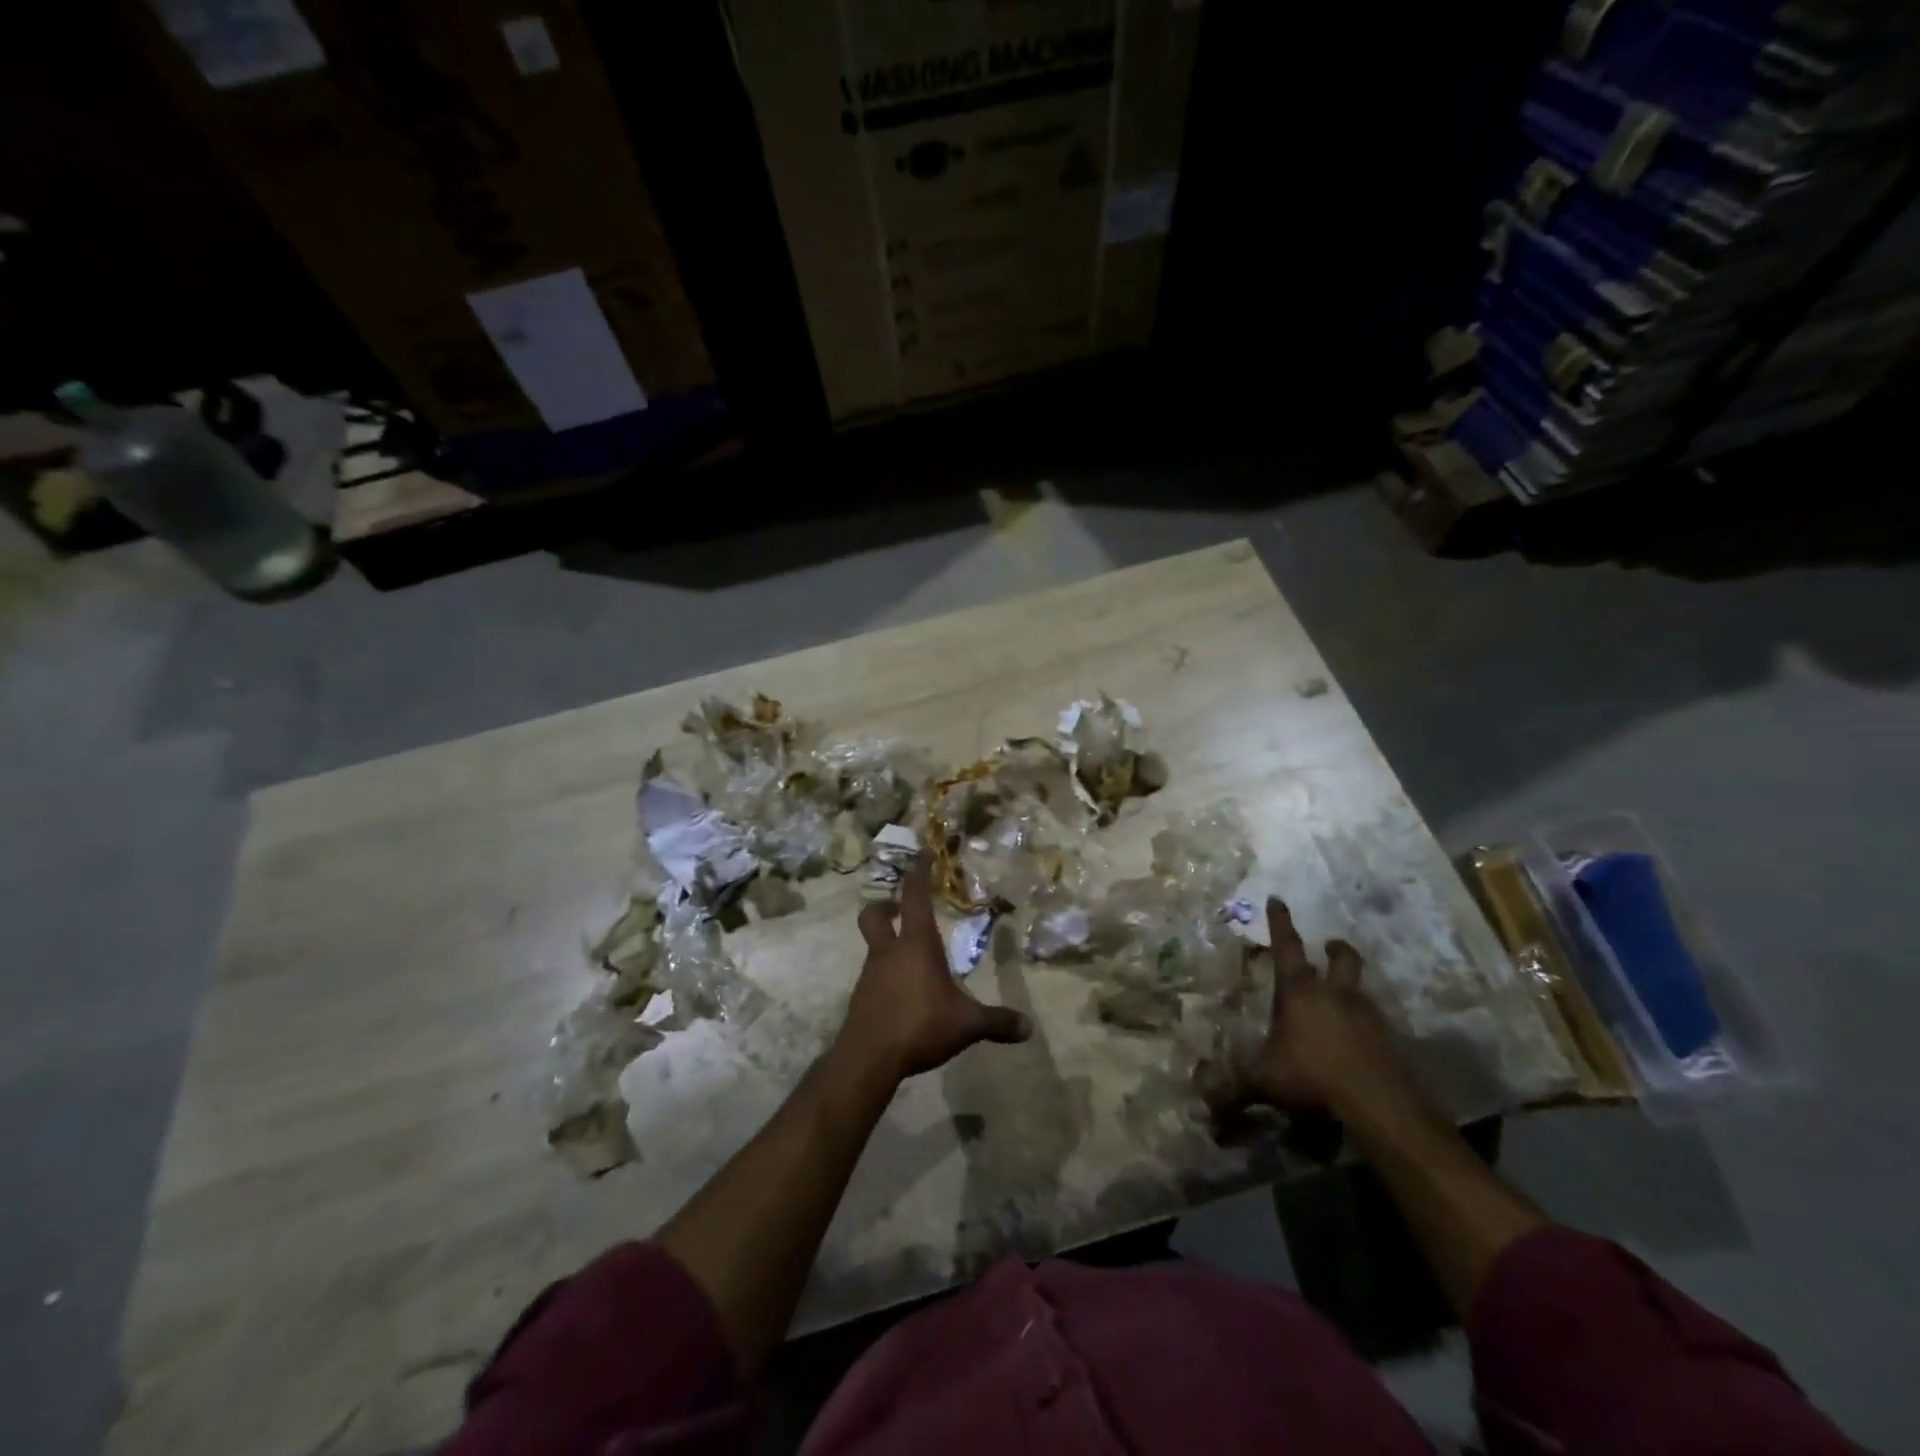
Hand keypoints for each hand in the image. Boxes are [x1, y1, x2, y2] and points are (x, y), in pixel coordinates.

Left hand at [836, 855, 1031, 1086]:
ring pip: (872, 947)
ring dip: (887, 944)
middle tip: (898, 908)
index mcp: (916, 945)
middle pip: (874, 915)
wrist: (868, 1058)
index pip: (915, 896)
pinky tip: (902, 996)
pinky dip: (886, 977)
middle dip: (884, 905)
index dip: (918, 871)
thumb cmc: (919, 1025)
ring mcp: (870, 975)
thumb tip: (1029, 1028)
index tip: (923, 852)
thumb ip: (997, 1022)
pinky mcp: (861, 999)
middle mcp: (888, 952)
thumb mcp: (966, 1025)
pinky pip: (873, 977)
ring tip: (910, 961)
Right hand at [1206, 897, 1426, 1126]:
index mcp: (1299, 993)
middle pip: (1342, 959)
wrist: (1378, 1105)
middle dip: (1335, 949)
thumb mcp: (1263, 1084)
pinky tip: (1358, 1047)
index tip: (1279, 898)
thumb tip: (1205, 1113)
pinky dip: (1366, 1029)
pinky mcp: (1391, 1042)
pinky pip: (1377, 1026)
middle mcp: (1335, 995)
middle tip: (1330, 947)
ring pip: (1361, 990)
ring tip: (1342, 1004)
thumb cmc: (1311, 1077)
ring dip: (1351, 991)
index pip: (1287, 947)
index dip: (1281, 922)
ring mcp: (1368, 1017)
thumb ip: (1233, 1094)